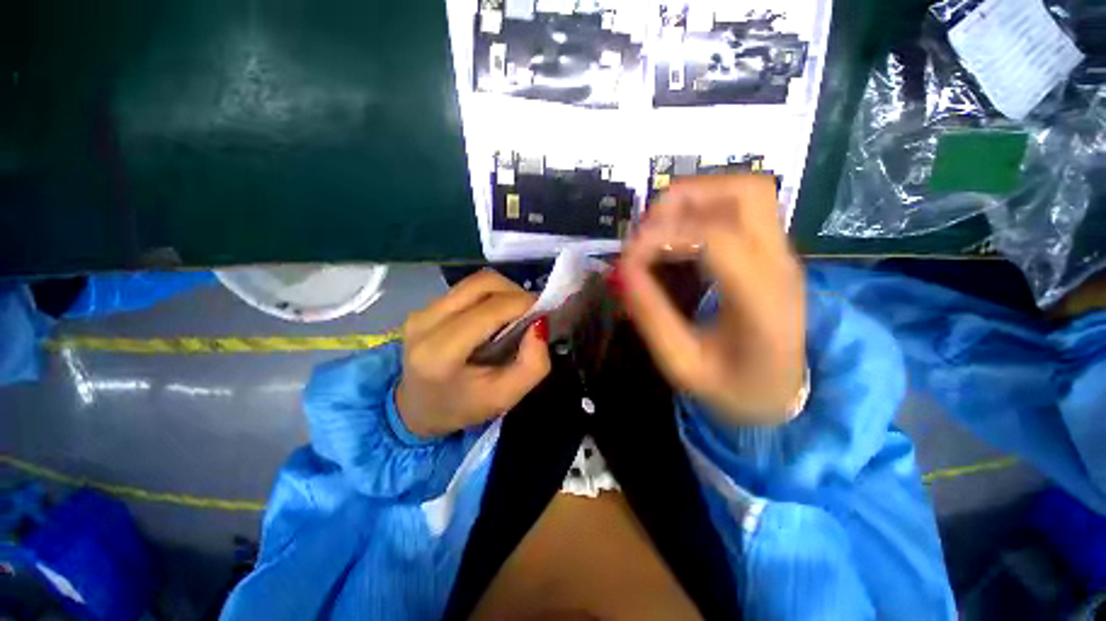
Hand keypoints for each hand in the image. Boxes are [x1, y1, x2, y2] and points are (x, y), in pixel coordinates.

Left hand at [396, 270, 550, 438]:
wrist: (417, 410)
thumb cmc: (463, 407)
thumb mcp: (506, 397)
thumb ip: (533, 364)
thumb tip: (540, 323)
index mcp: (440, 352)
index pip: (489, 309)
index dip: (523, 303)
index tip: (545, 311)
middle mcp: (425, 323)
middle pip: (482, 284)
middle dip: (515, 292)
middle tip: (532, 312)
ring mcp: (421, 311)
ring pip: (475, 282)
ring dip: (503, 292)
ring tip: (515, 313)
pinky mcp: (424, 307)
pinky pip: (466, 289)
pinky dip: (489, 296)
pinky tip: (495, 316)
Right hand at [618, 175, 805, 424]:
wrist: (783, 394)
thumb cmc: (734, 388)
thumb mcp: (682, 364)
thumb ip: (651, 316)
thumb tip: (622, 270)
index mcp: (762, 302)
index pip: (716, 238)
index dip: (663, 237)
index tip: (628, 257)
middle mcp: (780, 264)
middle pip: (745, 192)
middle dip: (685, 199)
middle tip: (647, 230)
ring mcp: (781, 253)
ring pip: (745, 190)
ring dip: (694, 198)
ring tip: (659, 230)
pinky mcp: (771, 251)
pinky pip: (740, 208)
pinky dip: (702, 208)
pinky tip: (677, 236)